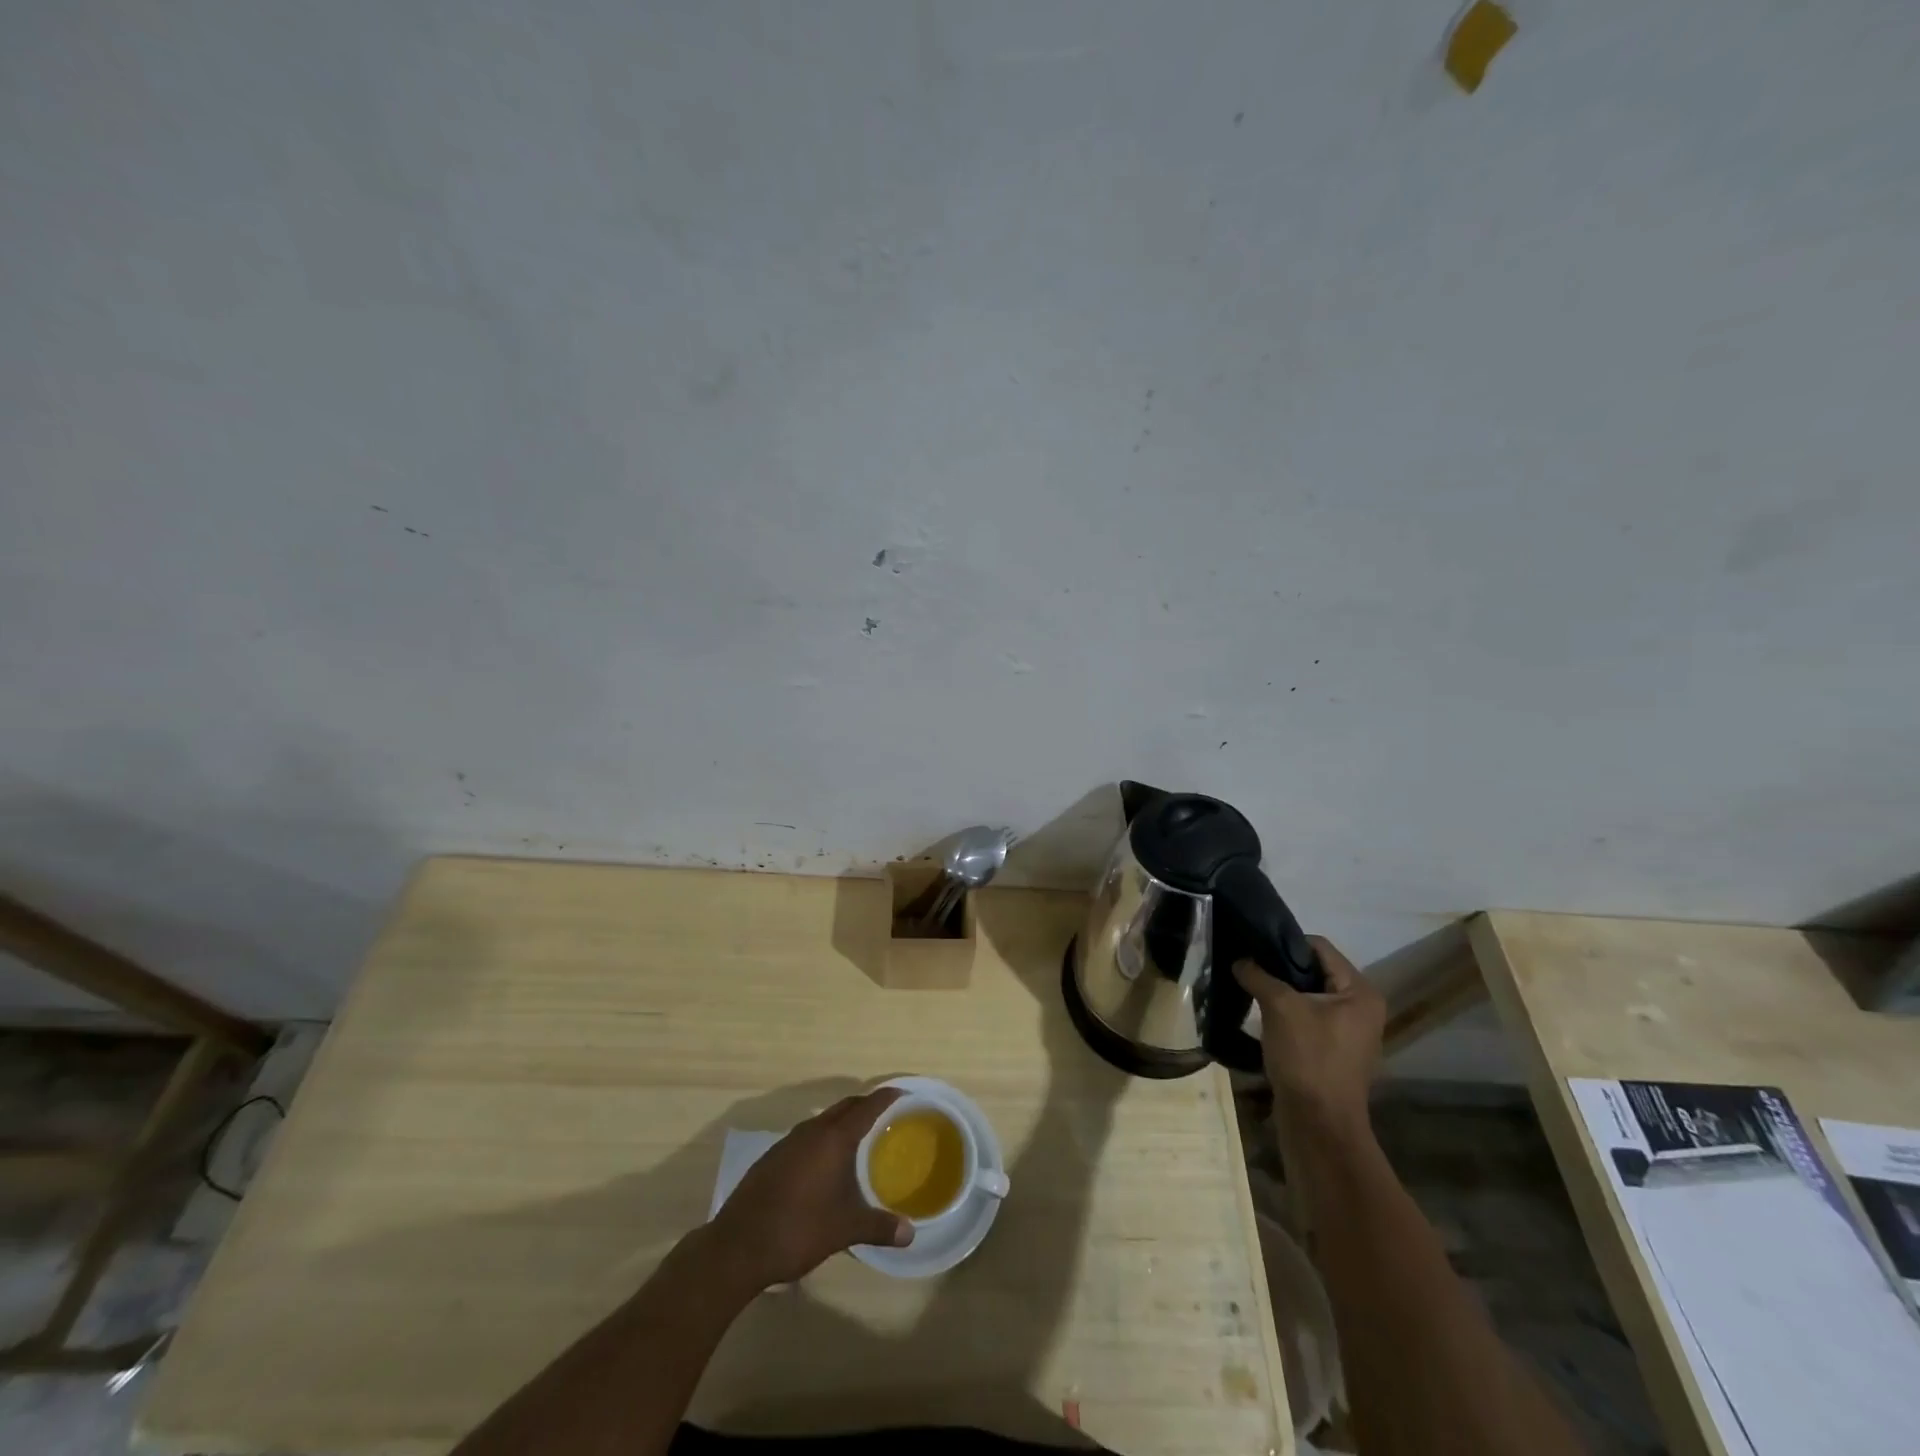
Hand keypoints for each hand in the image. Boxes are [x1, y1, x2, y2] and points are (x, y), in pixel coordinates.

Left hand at [707, 1088, 913, 1288]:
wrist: (738, 1247)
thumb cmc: (798, 1230)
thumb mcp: (844, 1230)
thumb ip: (878, 1227)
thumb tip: (910, 1234)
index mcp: (833, 1139)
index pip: (866, 1107)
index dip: (886, 1098)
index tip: (903, 1094)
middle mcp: (811, 1131)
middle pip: (844, 1107)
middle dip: (866, 1105)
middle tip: (886, 1116)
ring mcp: (788, 1143)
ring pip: (823, 1121)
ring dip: (842, 1122)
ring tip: (859, 1139)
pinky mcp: (772, 1158)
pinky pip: (806, 1136)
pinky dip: (822, 1139)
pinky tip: (824, 1165)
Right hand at [1234, 937, 1384, 1135]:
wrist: (1319, 1124)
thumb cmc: (1308, 1058)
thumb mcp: (1280, 1007)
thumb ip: (1258, 975)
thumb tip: (1240, 960)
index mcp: (1359, 991)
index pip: (1319, 947)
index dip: (1284, 943)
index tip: (1252, 947)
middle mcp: (1361, 1008)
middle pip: (1314, 970)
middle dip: (1279, 968)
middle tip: (1247, 967)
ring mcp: (1349, 1032)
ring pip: (1308, 995)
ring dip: (1280, 992)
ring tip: (1249, 988)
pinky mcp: (1333, 1052)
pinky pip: (1307, 1018)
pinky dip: (1285, 1014)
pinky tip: (1260, 1017)